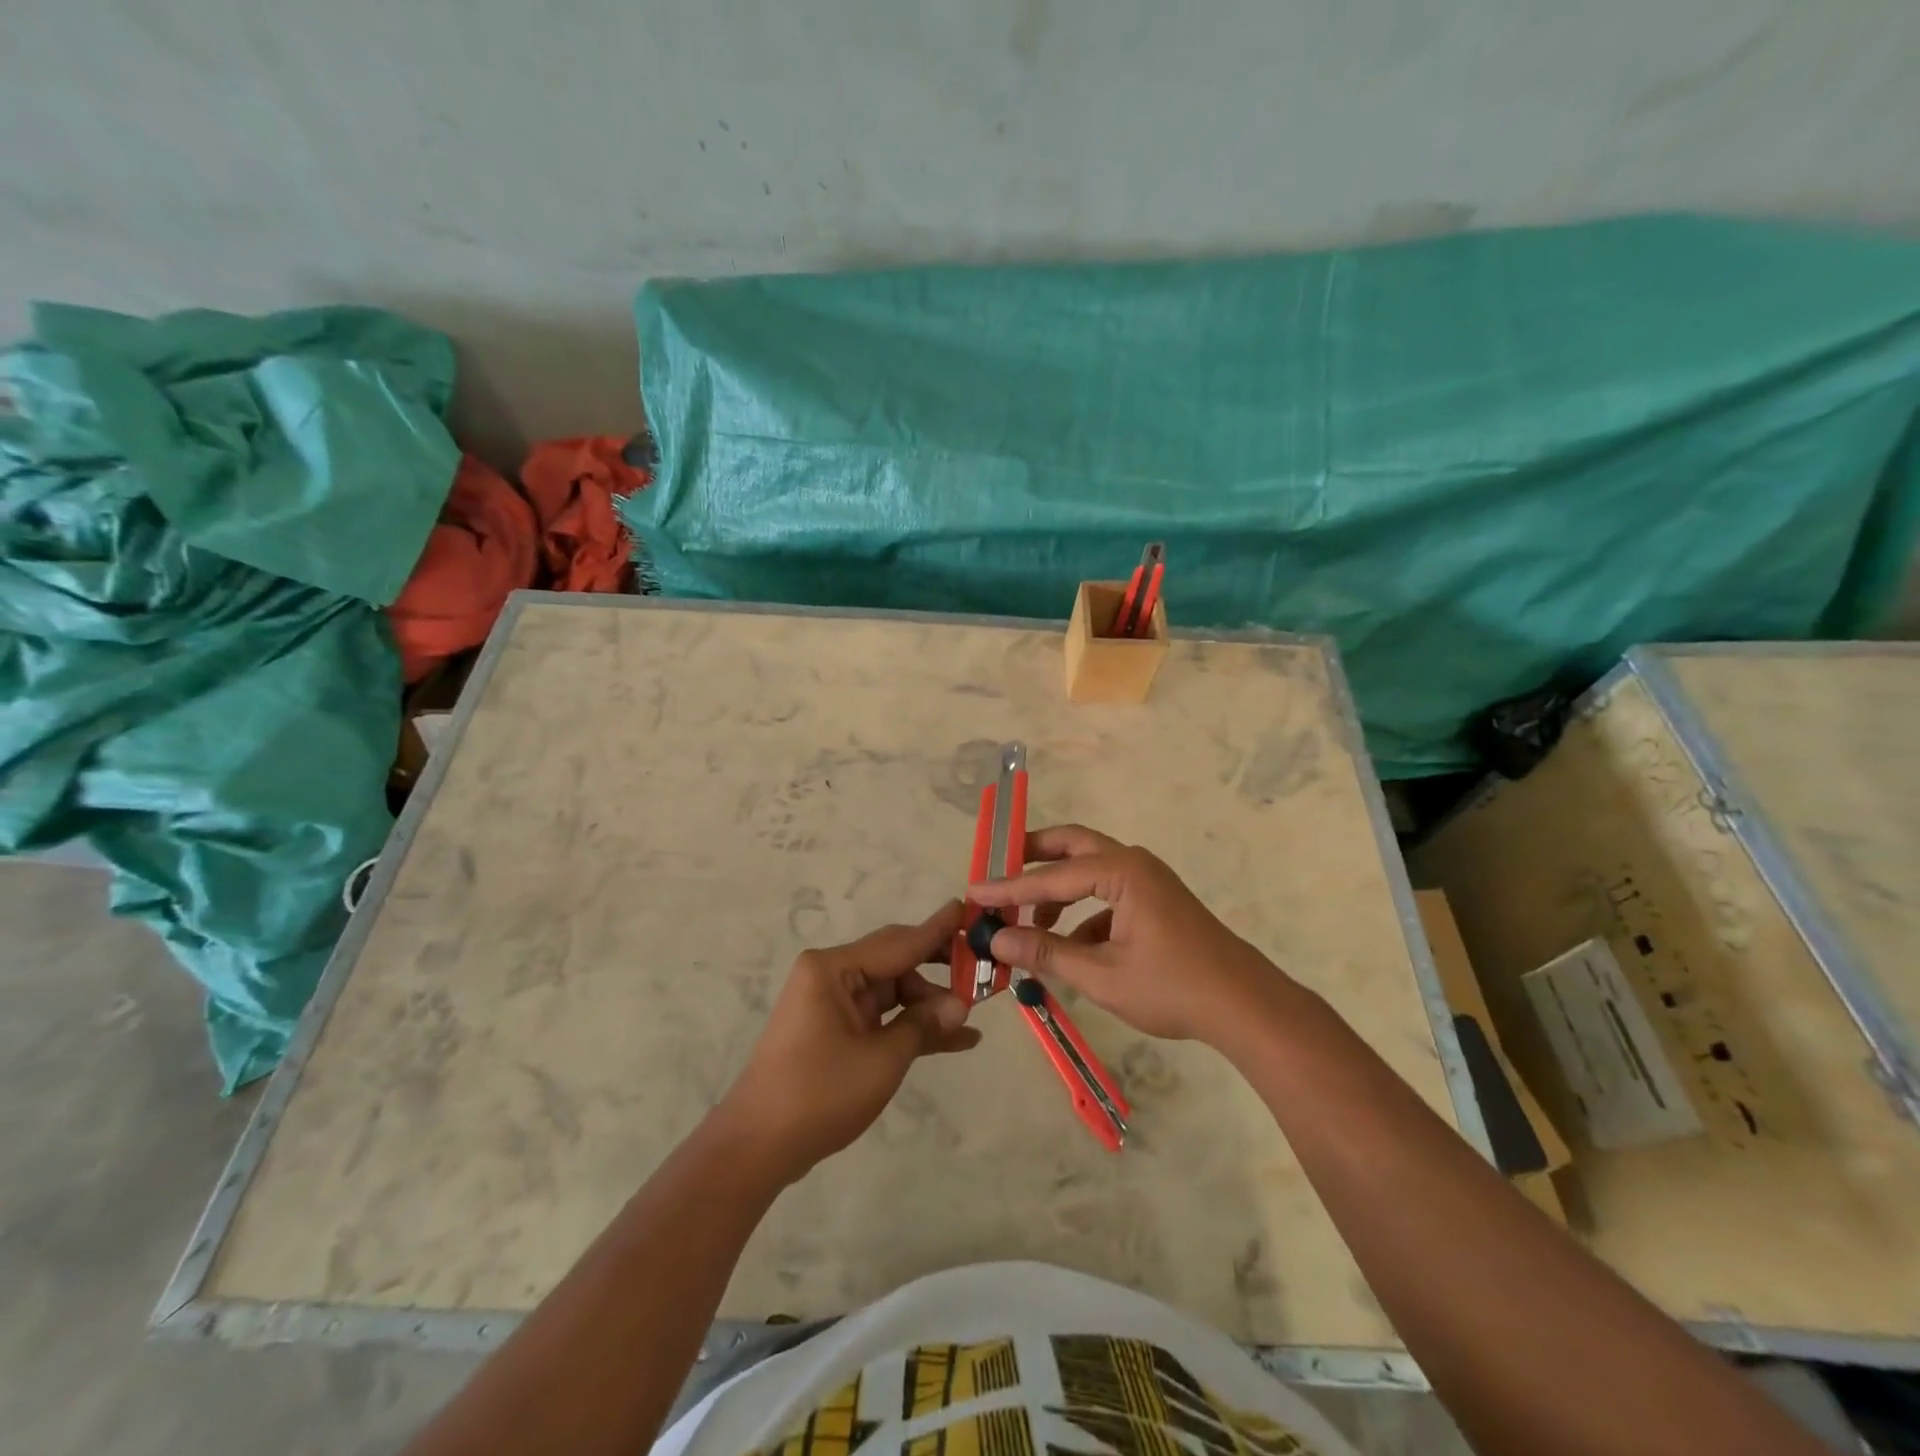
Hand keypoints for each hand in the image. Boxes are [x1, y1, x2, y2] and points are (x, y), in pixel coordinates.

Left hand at [713, 901, 979, 1183]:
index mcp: (833, 968)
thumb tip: (961, 1005)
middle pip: (896, 962)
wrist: (758, 1147)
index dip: (938, 930)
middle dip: (938, 969)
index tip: (968, 909)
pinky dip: (911, 1026)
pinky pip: (882, 1017)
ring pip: (893, 991)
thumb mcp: (881, 1060)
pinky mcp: (836, 1030)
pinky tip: (954, 1039)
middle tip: (981, 969)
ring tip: (972, 1019)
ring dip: (929, 1005)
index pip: (899, 942)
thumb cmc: (818, 1094)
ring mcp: (833, 1003)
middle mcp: (832, 975)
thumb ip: (923, 1025)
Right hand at [970, 825, 1293, 1046]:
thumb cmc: (1172, 987)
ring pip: (1088, 871)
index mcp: (1121, 871)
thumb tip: (996, 941)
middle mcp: (1133, 863)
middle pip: (1072, 846)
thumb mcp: (1101, 975)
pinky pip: (1107, 895)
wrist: (1244, 1006)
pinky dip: (1082, 914)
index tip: (974, 893)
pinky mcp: (1154, 901)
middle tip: (998, 870)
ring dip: (1056, 892)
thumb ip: (1046, 953)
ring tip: (1028, 927)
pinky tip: (1069, 949)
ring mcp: (1147, 881)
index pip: (1050, 876)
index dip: (1008, 888)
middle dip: (1033, 857)